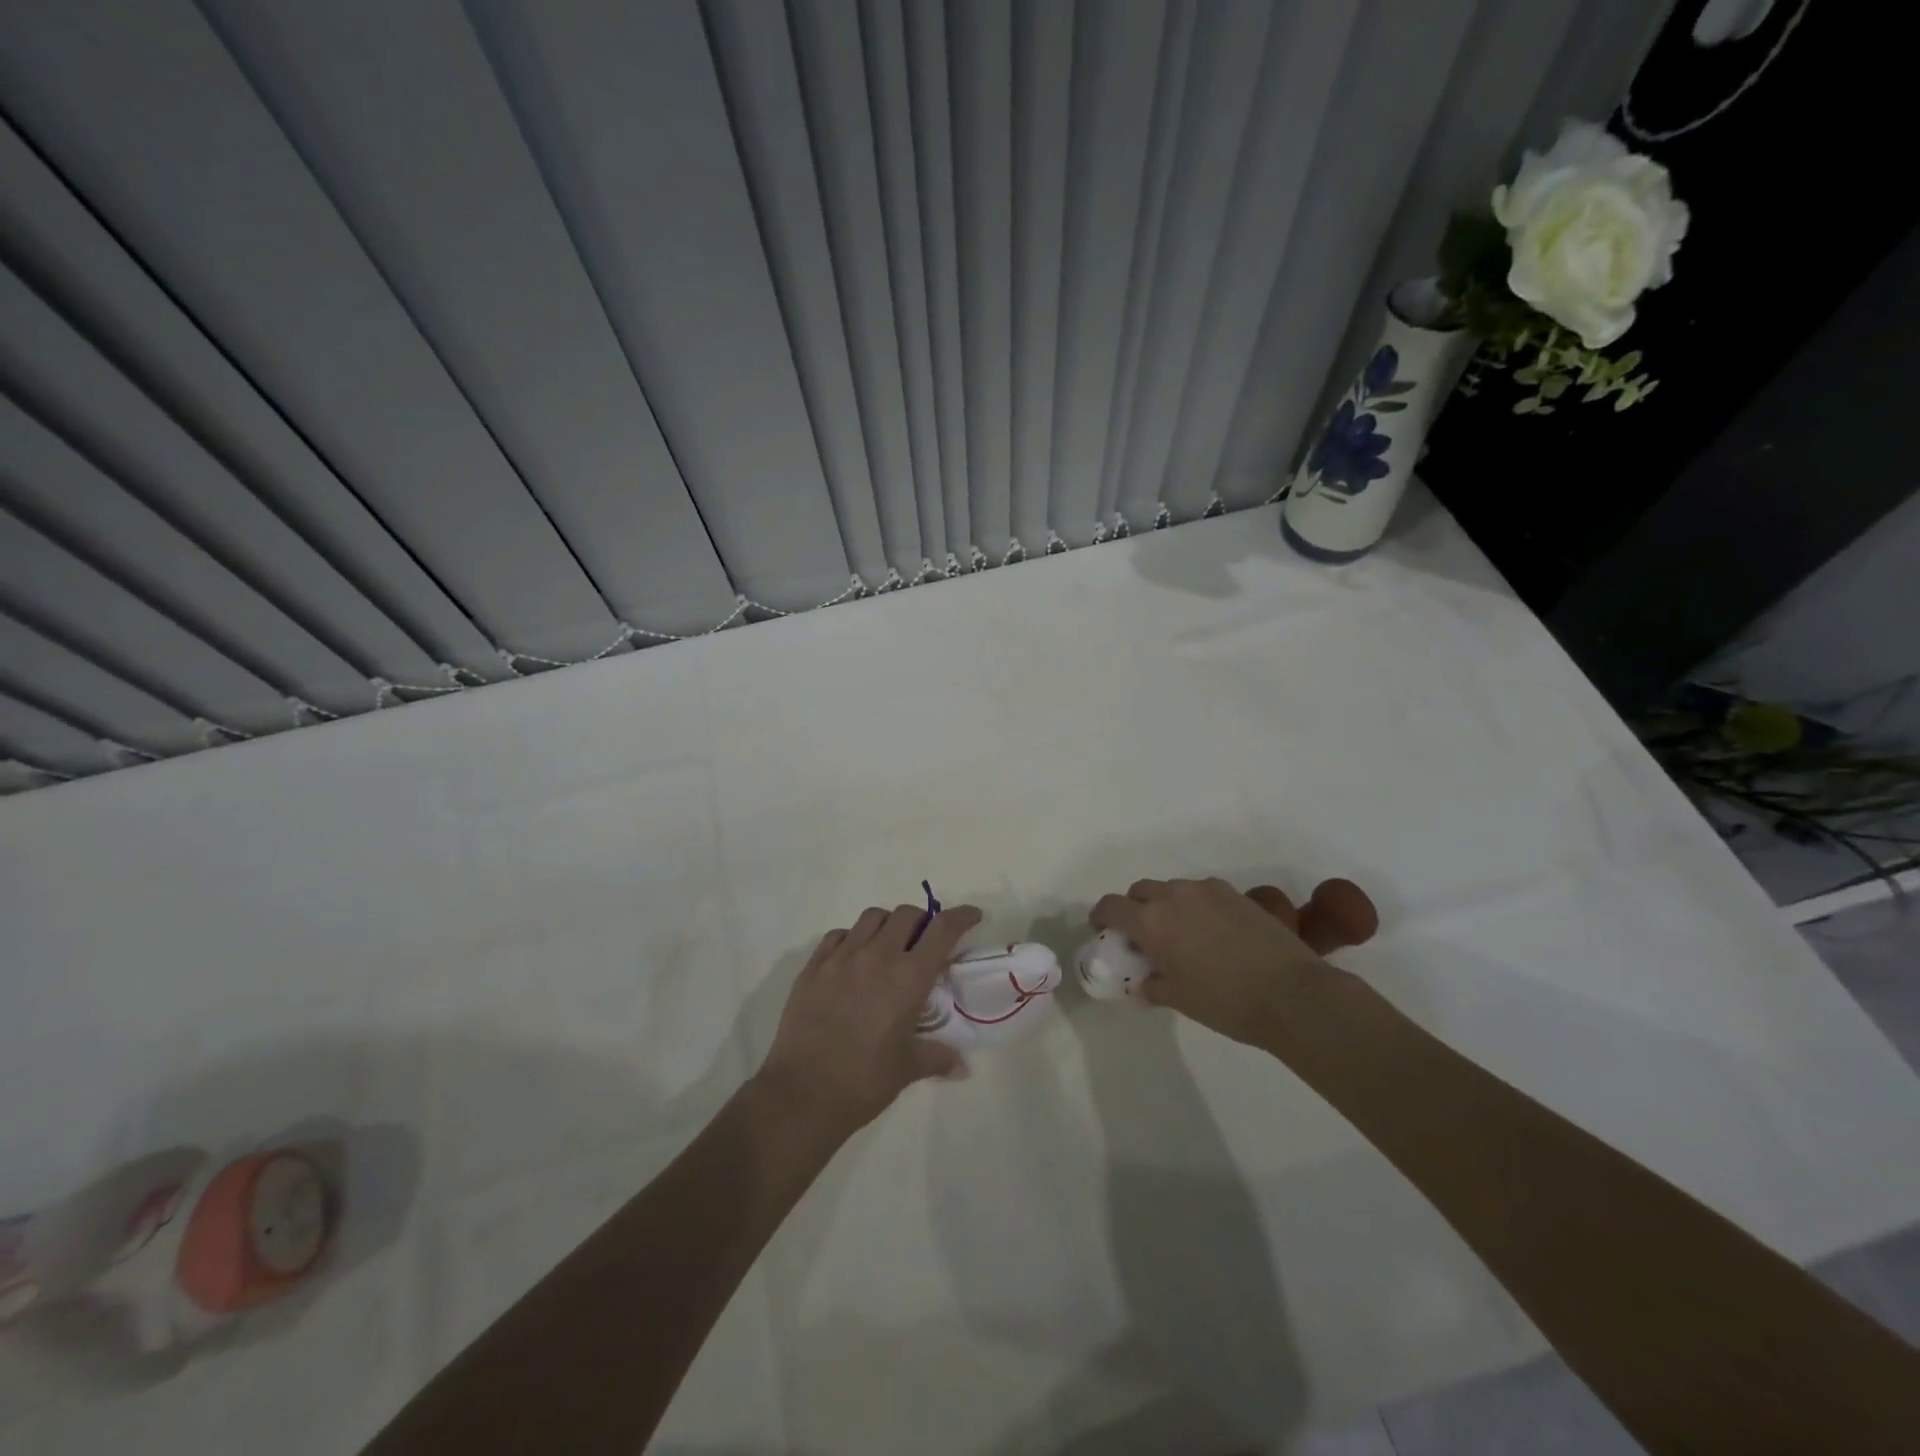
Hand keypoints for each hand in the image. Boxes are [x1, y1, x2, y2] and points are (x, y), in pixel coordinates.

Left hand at [754, 903, 981, 1142]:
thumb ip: (937, 1057)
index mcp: (908, 977)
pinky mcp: (813, 966)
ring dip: (888, 925)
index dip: (962, 916)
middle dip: (922, 921)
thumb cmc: (864, 1081)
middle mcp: (877, 956)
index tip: (972, 915)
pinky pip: (838, 935)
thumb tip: (961, 1066)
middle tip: (925, 942)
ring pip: (872, 917)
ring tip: (889, 947)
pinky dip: (852, 938)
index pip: (943, 929)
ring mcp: (842, 957)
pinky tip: (853, 959)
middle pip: (907, 914)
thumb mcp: (908, 1069)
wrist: (803, 1093)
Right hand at [1090, 877, 1348, 1048]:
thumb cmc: (1226, 1002)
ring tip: (1180, 933)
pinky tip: (1211, 930)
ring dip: (1166, 904)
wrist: (1292, 993)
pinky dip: (1195, 905)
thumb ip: (1153, 985)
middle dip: (1134, 908)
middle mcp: (1174, 896)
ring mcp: (1206, 891)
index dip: (1101, 916)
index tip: (1103, 930)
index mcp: (1151, 922)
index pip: (1111, 906)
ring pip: (1172, 888)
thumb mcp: (1179, 999)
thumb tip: (1143, 982)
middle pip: (1140, 891)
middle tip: (1143, 935)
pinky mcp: (1235, 893)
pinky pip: (1201, 892)